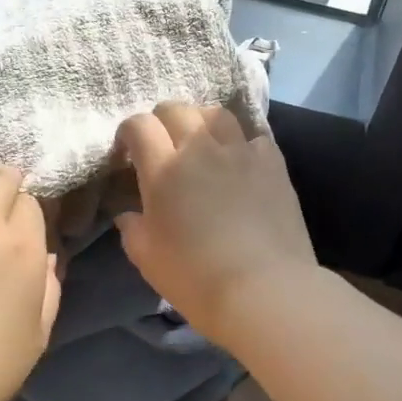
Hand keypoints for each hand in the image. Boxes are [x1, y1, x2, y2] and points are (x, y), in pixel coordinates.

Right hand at [114, 104, 316, 339]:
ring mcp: (240, 152)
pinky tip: (240, 161)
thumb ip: (133, 228)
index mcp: (164, 169)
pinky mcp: (273, 163)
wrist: (265, 291)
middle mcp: (200, 148)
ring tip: (201, 141)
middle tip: (162, 145)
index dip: (129, 133)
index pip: (139, 125)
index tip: (128, 153)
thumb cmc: (197, 278)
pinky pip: (253, 136)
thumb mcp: (147, 259)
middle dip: (162, 121)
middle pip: (176, 109)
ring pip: (215, 113)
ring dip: (201, 121)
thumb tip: (130, 213)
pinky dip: (241, 143)